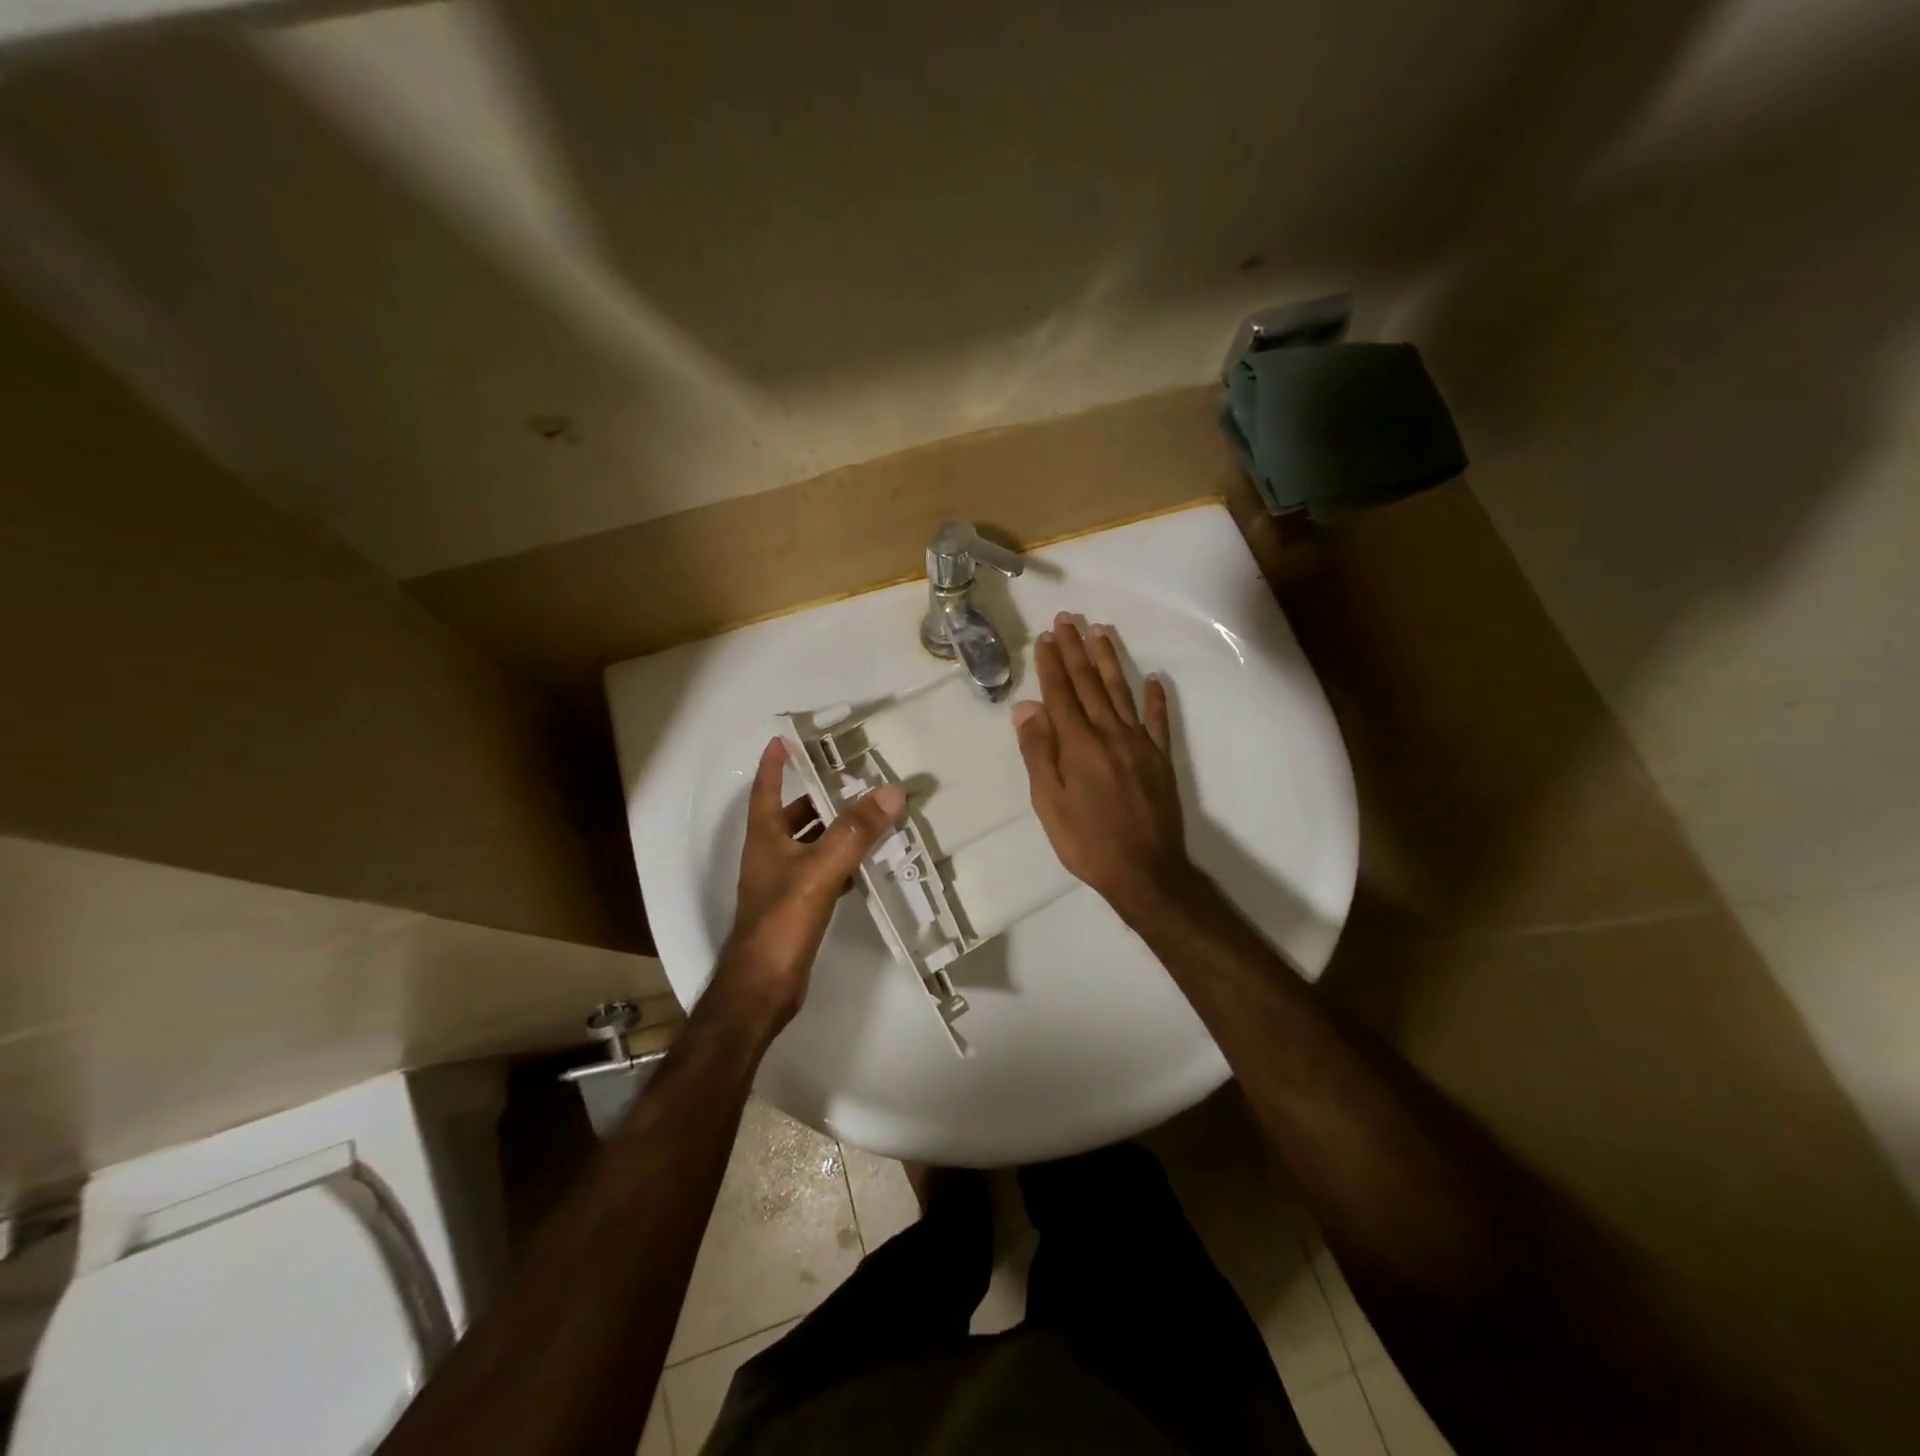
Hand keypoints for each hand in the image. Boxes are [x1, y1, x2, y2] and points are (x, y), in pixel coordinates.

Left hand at [713, 737, 905, 1028]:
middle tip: (854, 778)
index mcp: (765, 838)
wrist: (762, 988)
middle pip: (793, 815)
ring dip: (837, 829)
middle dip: (820, 796)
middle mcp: (771, 855)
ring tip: (872, 814)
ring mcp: (783, 883)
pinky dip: (844, 862)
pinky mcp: (798, 907)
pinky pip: (824, 872)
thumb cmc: (781, 923)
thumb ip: (855, 833)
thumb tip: (891, 792)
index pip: (766, 789)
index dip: (775, 764)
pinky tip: (869, 863)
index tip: (785, 739)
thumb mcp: (820, 871)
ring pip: (812, 844)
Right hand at [1012, 614, 1197, 923]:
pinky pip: (1158, 721)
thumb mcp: (1048, 803)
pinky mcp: (1161, 759)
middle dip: (1077, 650)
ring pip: (1122, 692)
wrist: (1145, 871)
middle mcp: (1109, 734)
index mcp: (1078, 745)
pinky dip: (1156, 698)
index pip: (1061, 694)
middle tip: (1069, 618)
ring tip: (1102, 631)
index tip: (1047, 637)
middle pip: (1090, 684)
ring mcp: (1139, 744)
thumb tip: (1027, 707)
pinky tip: (1154, 679)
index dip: (1052, 664)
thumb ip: (1038, 752)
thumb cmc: (1086, 841)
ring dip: (1110, 661)